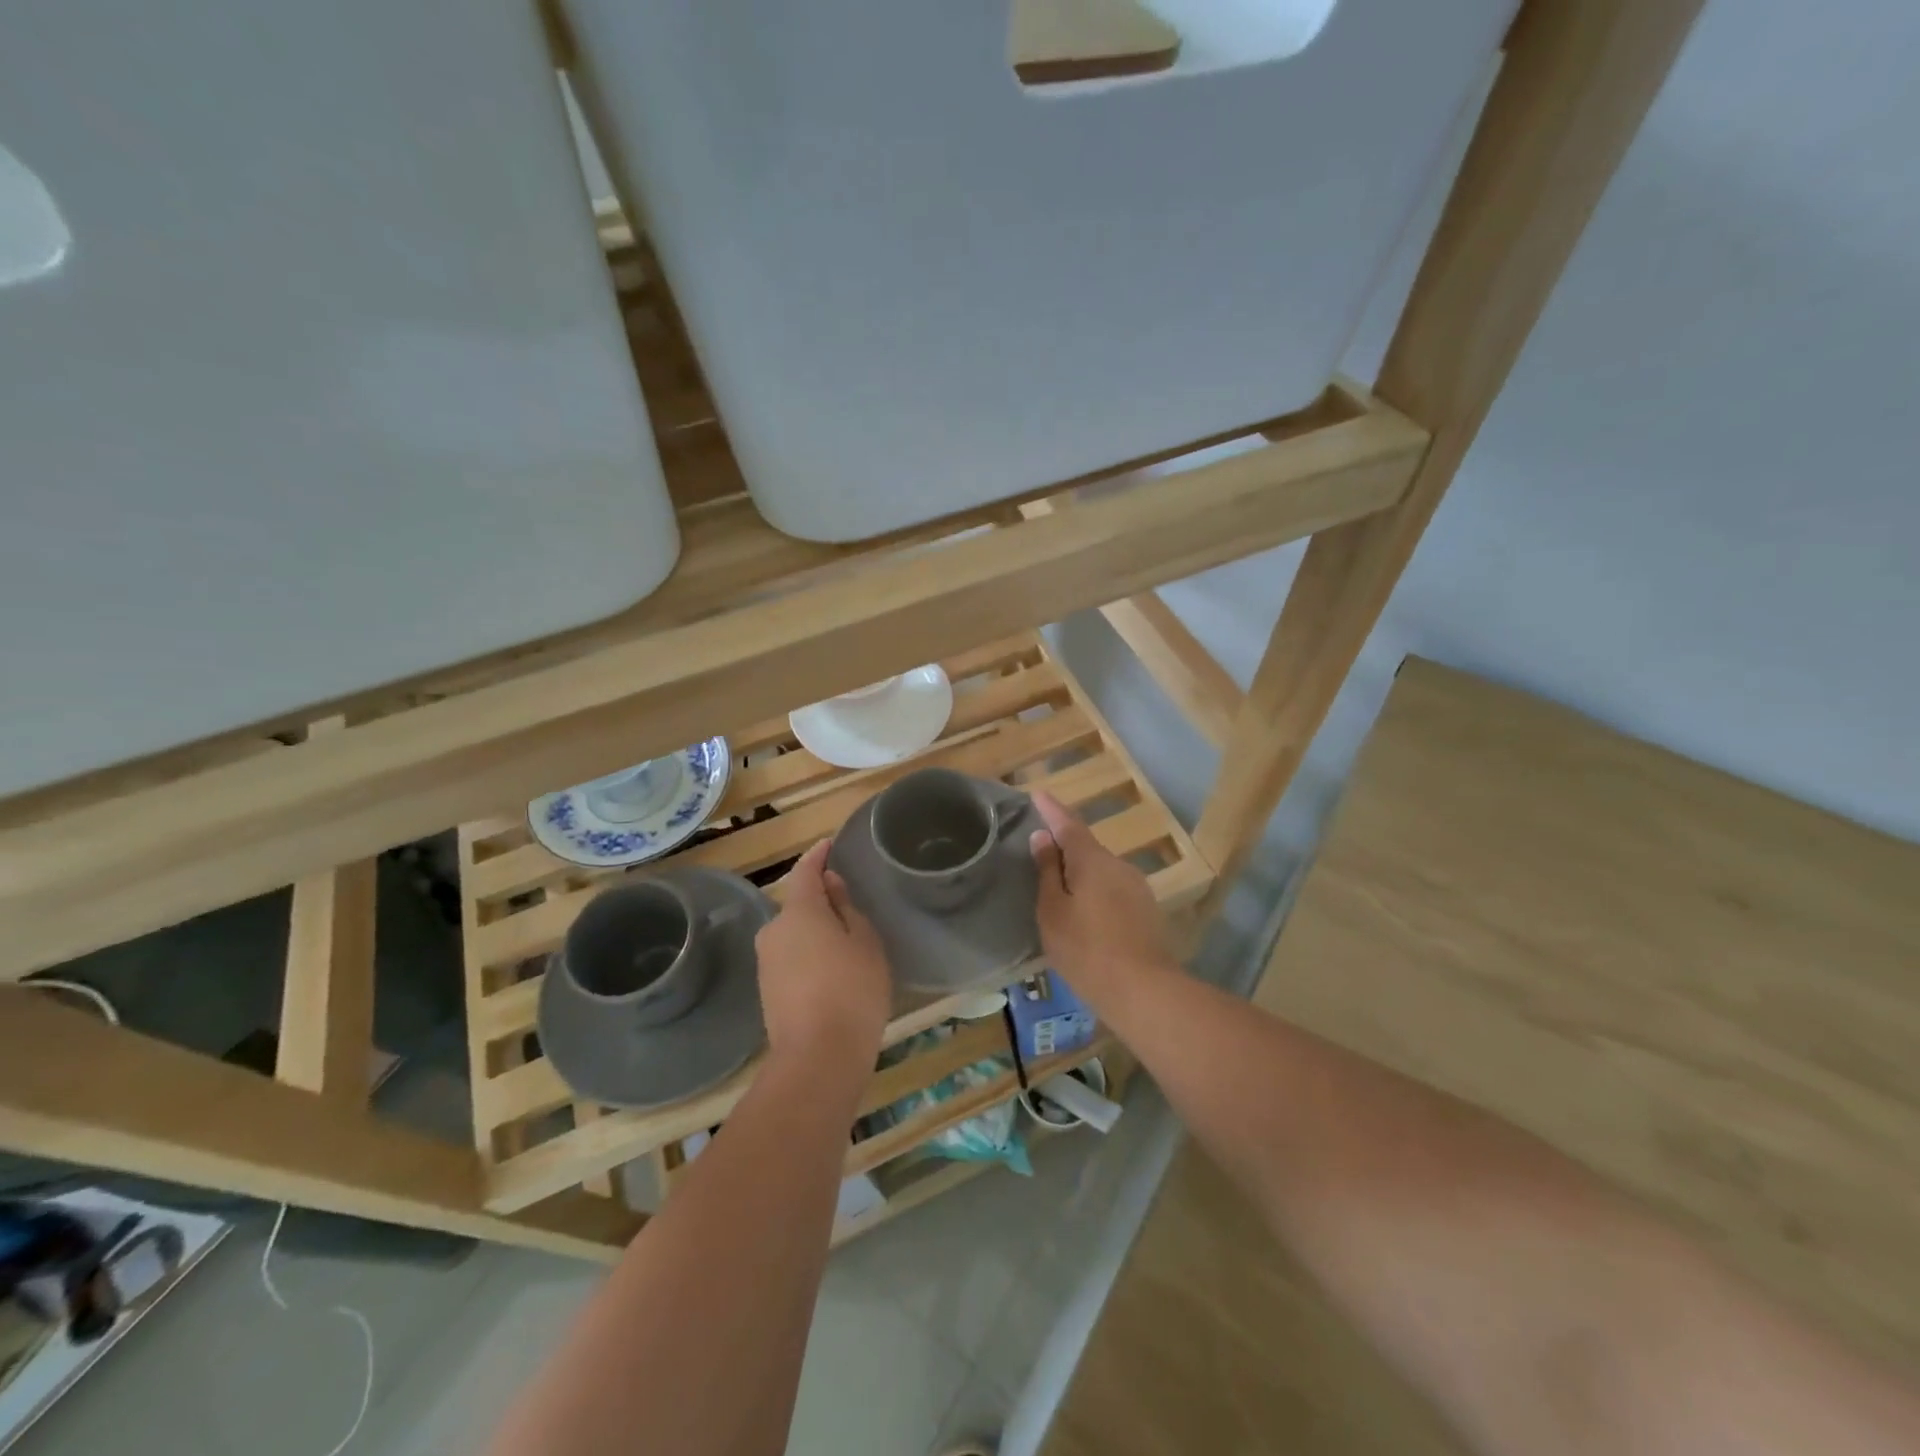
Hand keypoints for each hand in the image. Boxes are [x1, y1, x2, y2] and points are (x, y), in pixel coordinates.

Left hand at [755, 840, 891, 1073]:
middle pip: (799, 905)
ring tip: (847, 945)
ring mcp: (766, 962)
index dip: (818, 856)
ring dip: (815, 933)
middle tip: (851, 907)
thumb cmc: (852, 990)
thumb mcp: (864, 942)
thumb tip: (830, 884)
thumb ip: (846, 908)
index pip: (806, 870)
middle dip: (821, 902)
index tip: (829, 845)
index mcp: (799, 911)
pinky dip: (809, 957)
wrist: (817, 1058)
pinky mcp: (767, 990)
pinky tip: (831, 974)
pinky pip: (791, 959)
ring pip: (794, 934)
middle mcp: (774, 930)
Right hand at [1029, 791, 1176, 1010]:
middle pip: (1087, 847)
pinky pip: (1113, 890)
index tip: (1038, 794)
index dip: (1052, 810)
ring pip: (1101, 871)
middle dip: (1065, 845)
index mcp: (1092, 860)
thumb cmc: (1086, 949)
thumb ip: (1048, 871)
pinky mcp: (1146, 910)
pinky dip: (1095, 892)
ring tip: (1060, 888)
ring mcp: (1137, 887)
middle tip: (1042, 850)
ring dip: (1081, 873)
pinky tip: (1086, 913)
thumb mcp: (1053, 911)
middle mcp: (1118, 865)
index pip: (1068, 824)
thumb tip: (1044, 837)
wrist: (1143, 990)